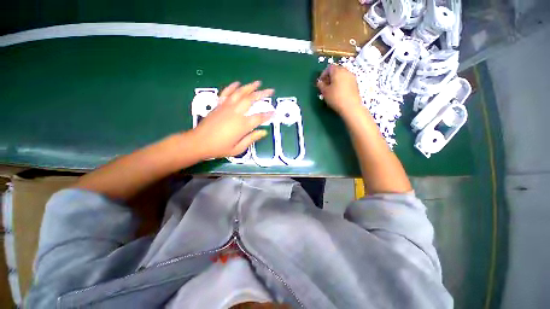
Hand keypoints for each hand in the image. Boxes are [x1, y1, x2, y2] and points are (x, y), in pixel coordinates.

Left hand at [191, 81, 273, 159]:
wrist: (199, 142)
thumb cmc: (219, 148)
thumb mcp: (238, 148)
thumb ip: (252, 138)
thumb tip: (263, 132)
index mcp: (242, 125)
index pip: (259, 117)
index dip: (268, 114)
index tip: (274, 112)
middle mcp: (236, 113)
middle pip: (251, 99)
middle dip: (262, 94)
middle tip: (270, 90)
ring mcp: (226, 107)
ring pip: (240, 93)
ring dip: (249, 87)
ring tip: (257, 83)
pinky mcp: (219, 105)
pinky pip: (226, 93)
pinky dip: (232, 87)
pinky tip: (237, 83)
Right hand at [316, 65, 362, 116]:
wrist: (350, 106)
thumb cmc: (335, 98)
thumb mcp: (325, 92)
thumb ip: (321, 85)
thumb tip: (319, 82)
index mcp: (337, 71)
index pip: (329, 67)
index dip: (323, 74)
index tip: (321, 82)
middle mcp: (346, 71)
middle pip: (336, 70)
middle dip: (330, 76)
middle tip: (326, 85)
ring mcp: (352, 77)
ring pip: (342, 75)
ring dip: (336, 80)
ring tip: (332, 89)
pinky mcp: (355, 83)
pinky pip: (346, 80)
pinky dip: (342, 83)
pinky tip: (339, 92)